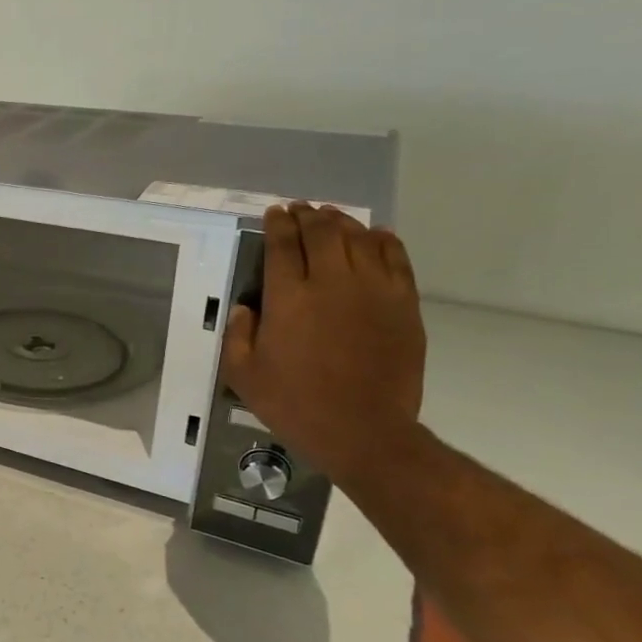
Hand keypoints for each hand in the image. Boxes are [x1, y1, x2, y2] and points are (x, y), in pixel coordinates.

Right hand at [220, 203, 426, 485]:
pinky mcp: (403, 304)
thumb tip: (246, 307)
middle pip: (322, 232)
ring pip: (359, 238)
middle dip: (308, 216)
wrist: (364, 431)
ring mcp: (373, 290)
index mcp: (289, 298)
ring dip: (342, 223)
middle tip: (300, 210)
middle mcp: (331, 282)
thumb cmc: (294, 403)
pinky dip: (382, 240)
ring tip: (332, 218)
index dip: (277, 224)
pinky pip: (395, 258)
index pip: (283, 245)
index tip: (274, 213)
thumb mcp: (243, 374)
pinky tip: (374, 236)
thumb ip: (238, 334)